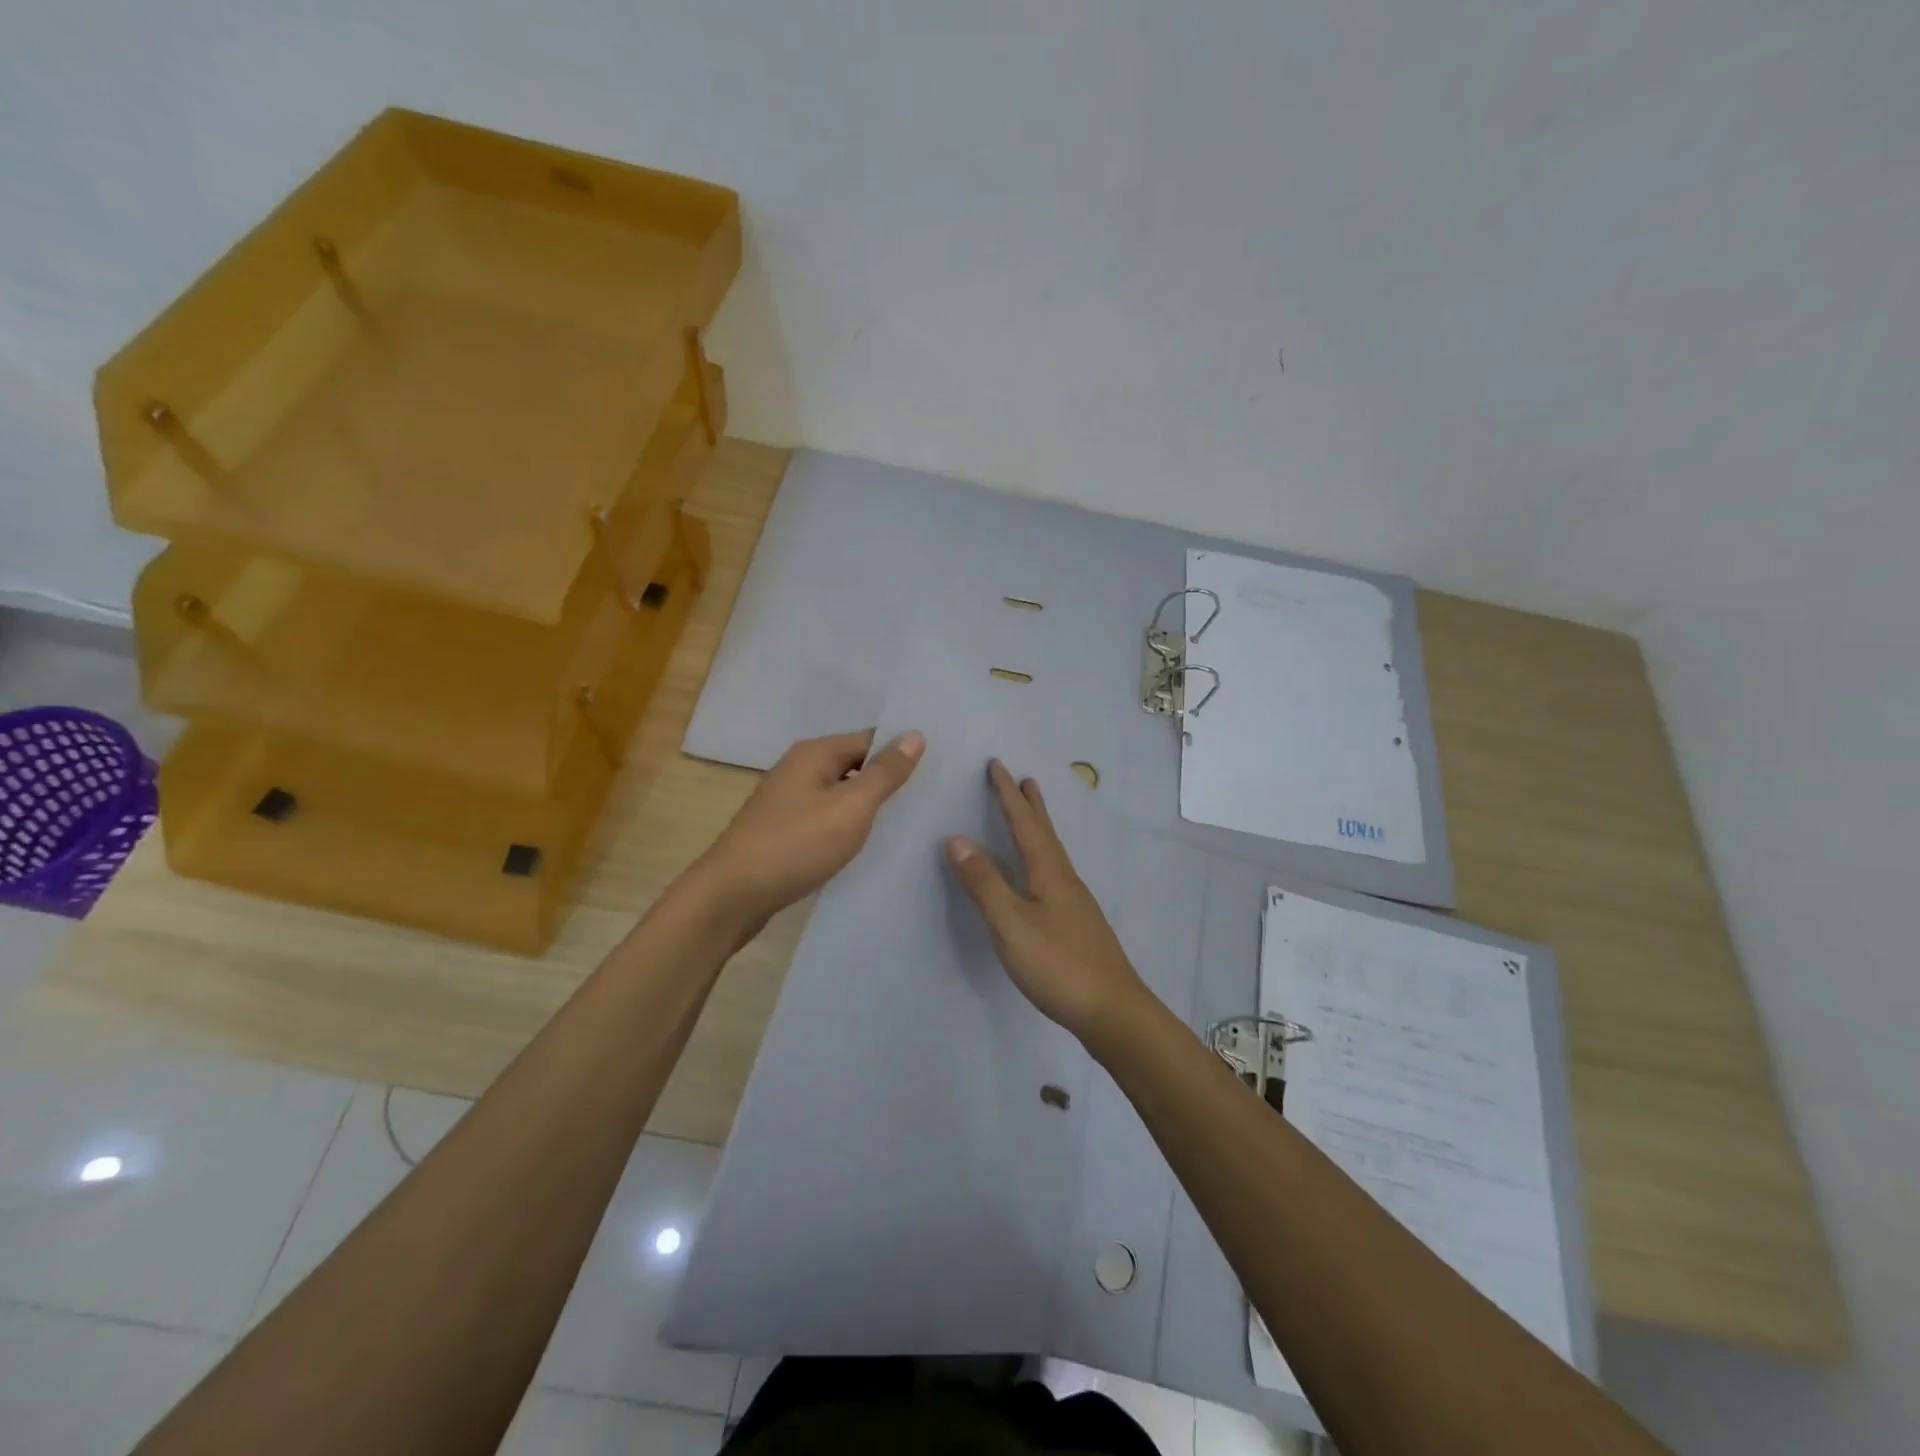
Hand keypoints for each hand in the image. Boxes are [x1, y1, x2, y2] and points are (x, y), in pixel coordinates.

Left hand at [689, 729, 924, 926]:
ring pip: (840, 794)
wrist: (734, 895)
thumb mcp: (851, 807)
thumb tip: (915, 735)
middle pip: (854, 765)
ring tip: (907, 821)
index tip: (936, 769)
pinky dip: (846, 826)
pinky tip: (865, 843)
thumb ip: (884, 773)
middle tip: (929, 797)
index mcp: (815, 753)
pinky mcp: (783, 829)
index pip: (870, 739)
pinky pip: (825, 817)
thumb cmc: (797, 843)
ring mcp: (788, 800)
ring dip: (867, 806)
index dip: (900, 751)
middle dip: (886, 780)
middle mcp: (799, 768)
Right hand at [945, 760, 1149, 1042]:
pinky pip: (1054, 872)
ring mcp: (1075, 902)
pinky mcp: (1077, 923)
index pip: (1025, 823)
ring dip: (1039, 827)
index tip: (997, 765)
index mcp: (1049, 871)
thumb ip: (984, 883)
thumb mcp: (1010, 923)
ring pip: (1052, 852)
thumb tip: (957, 838)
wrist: (1112, 1010)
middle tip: (1022, 778)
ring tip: (1031, 814)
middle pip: (1045, 832)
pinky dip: (1042, 855)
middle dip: (1030, 804)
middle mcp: (1065, 878)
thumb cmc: (1057, 964)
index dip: (1008, 795)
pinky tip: (1041, 874)